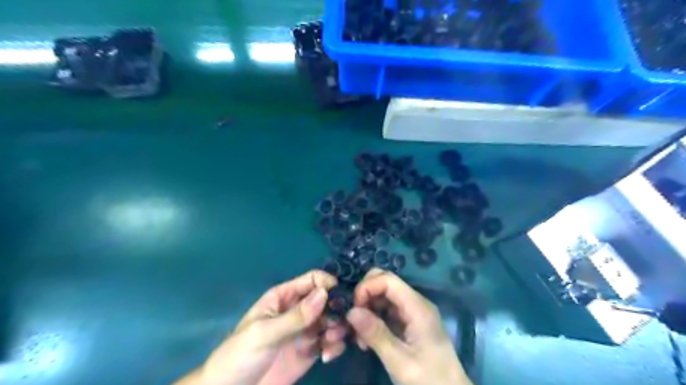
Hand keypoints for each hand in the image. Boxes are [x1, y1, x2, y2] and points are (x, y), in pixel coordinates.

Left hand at [176, 271, 348, 384]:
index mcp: (284, 297)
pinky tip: (327, 356)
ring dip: (338, 328)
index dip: (328, 285)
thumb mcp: (265, 333)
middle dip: (337, 309)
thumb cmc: (240, 355)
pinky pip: (330, 342)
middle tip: (339, 324)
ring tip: (330, 342)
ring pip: (332, 320)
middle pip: (326, 300)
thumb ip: (295, 316)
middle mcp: (298, 310)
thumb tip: (324, 293)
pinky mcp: (310, 351)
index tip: (341, 298)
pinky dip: (334, 346)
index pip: (312, 280)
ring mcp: (305, 331)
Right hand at [346, 269, 475, 384]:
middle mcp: (416, 303)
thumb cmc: (429, 380)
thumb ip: (376, 334)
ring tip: (359, 337)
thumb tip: (351, 311)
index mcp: (417, 307)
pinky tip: (367, 340)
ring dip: (368, 310)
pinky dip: (374, 320)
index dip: (367, 287)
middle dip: (365, 296)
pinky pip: (387, 311)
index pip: (388, 279)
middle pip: (386, 283)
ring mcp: (413, 312)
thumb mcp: (399, 361)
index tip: (353, 309)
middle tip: (354, 320)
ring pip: (384, 296)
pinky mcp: (410, 323)